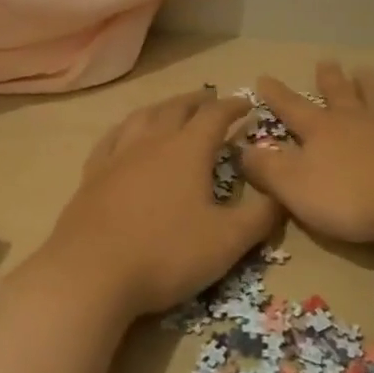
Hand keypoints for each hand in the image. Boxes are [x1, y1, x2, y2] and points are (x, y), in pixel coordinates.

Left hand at [39, 88, 281, 318]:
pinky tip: (126, 133)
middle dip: (199, 100)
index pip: (215, 115)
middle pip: (178, 108)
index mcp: (188, 149)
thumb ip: (260, 216)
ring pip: (144, 116)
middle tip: (211, 98)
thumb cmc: (166, 254)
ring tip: (173, 108)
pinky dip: (127, 127)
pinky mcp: (93, 174)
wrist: (90, 274)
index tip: (247, 104)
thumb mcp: (227, 241)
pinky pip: (112, 138)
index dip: (233, 106)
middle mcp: (153, 140)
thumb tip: (283, 193)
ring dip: (164, 107)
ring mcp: (119, 155)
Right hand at [238, 62, 373, 243]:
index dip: (276, 95)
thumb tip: (242, 150)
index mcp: (320, 130)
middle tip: (327, 61)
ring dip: (369, 86)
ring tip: (365, 70)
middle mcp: (353, 120)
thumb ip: (268, 169)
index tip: (264, 77)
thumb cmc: (349, 194)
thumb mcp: (295, 187)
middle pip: (339, 94)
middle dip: (329, 79)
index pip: (292, 108)